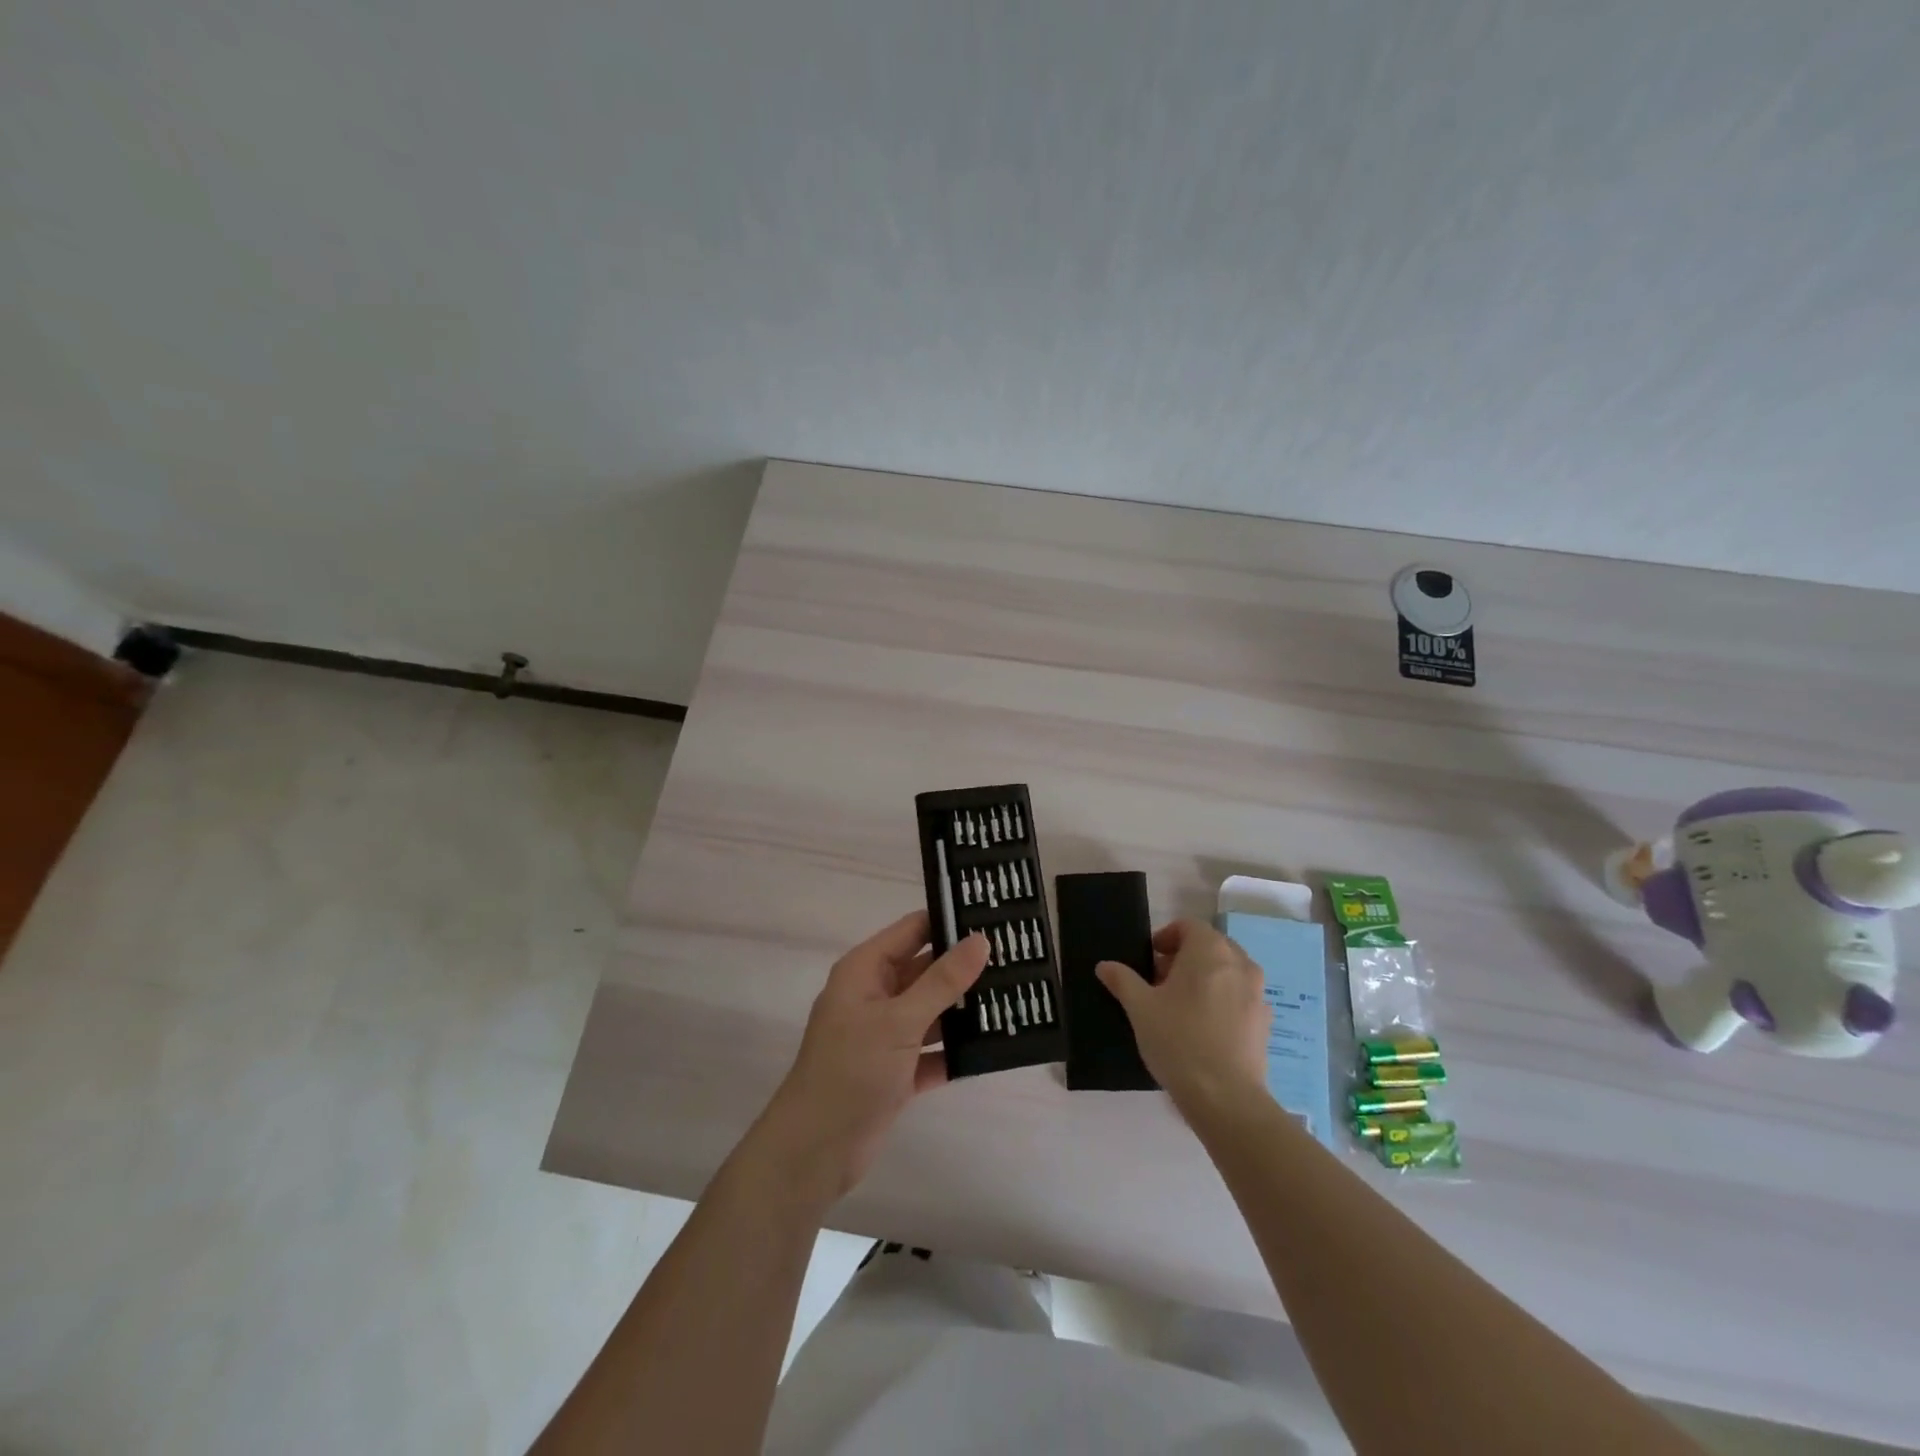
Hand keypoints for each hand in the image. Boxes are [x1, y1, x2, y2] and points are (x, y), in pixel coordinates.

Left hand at [759, 911, 988, 1201]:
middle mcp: (874, 996)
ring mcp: (884, 1035)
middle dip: (964, 967)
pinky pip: (932, 1051)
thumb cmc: (852, 1070)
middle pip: (925, 969)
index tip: (993, 917)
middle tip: (1015, 959)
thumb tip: (980, 940)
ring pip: (931, 1011)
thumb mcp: (900, 1020)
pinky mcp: (895, 1071)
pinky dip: (955, 1051)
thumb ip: (942, 980)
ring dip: (964, 1009)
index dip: (949, 921)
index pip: (912, 929)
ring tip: (1014, 997)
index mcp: (866, 970)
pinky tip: (993, 1047)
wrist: (814, 1151)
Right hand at [1097, 919, 1269, 1110]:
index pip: (1188, 926)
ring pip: (1226, 972)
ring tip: (1180, 1008)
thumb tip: (1105, 966)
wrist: (1226, 1098)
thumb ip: (1122, 980)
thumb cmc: (1178, 1040)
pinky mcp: (1265, 1021)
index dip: (1165, 938)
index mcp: (1210, 950)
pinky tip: (1203, 1030)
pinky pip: (1239, 997)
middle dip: (1183, 959)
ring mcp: (1257, 992)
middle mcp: (1240, 963)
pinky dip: (1221, 1001)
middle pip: (1209, 947)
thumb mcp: (1140, 1008)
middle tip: (1159, 984)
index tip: (1148, 962)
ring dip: (1203, 979)